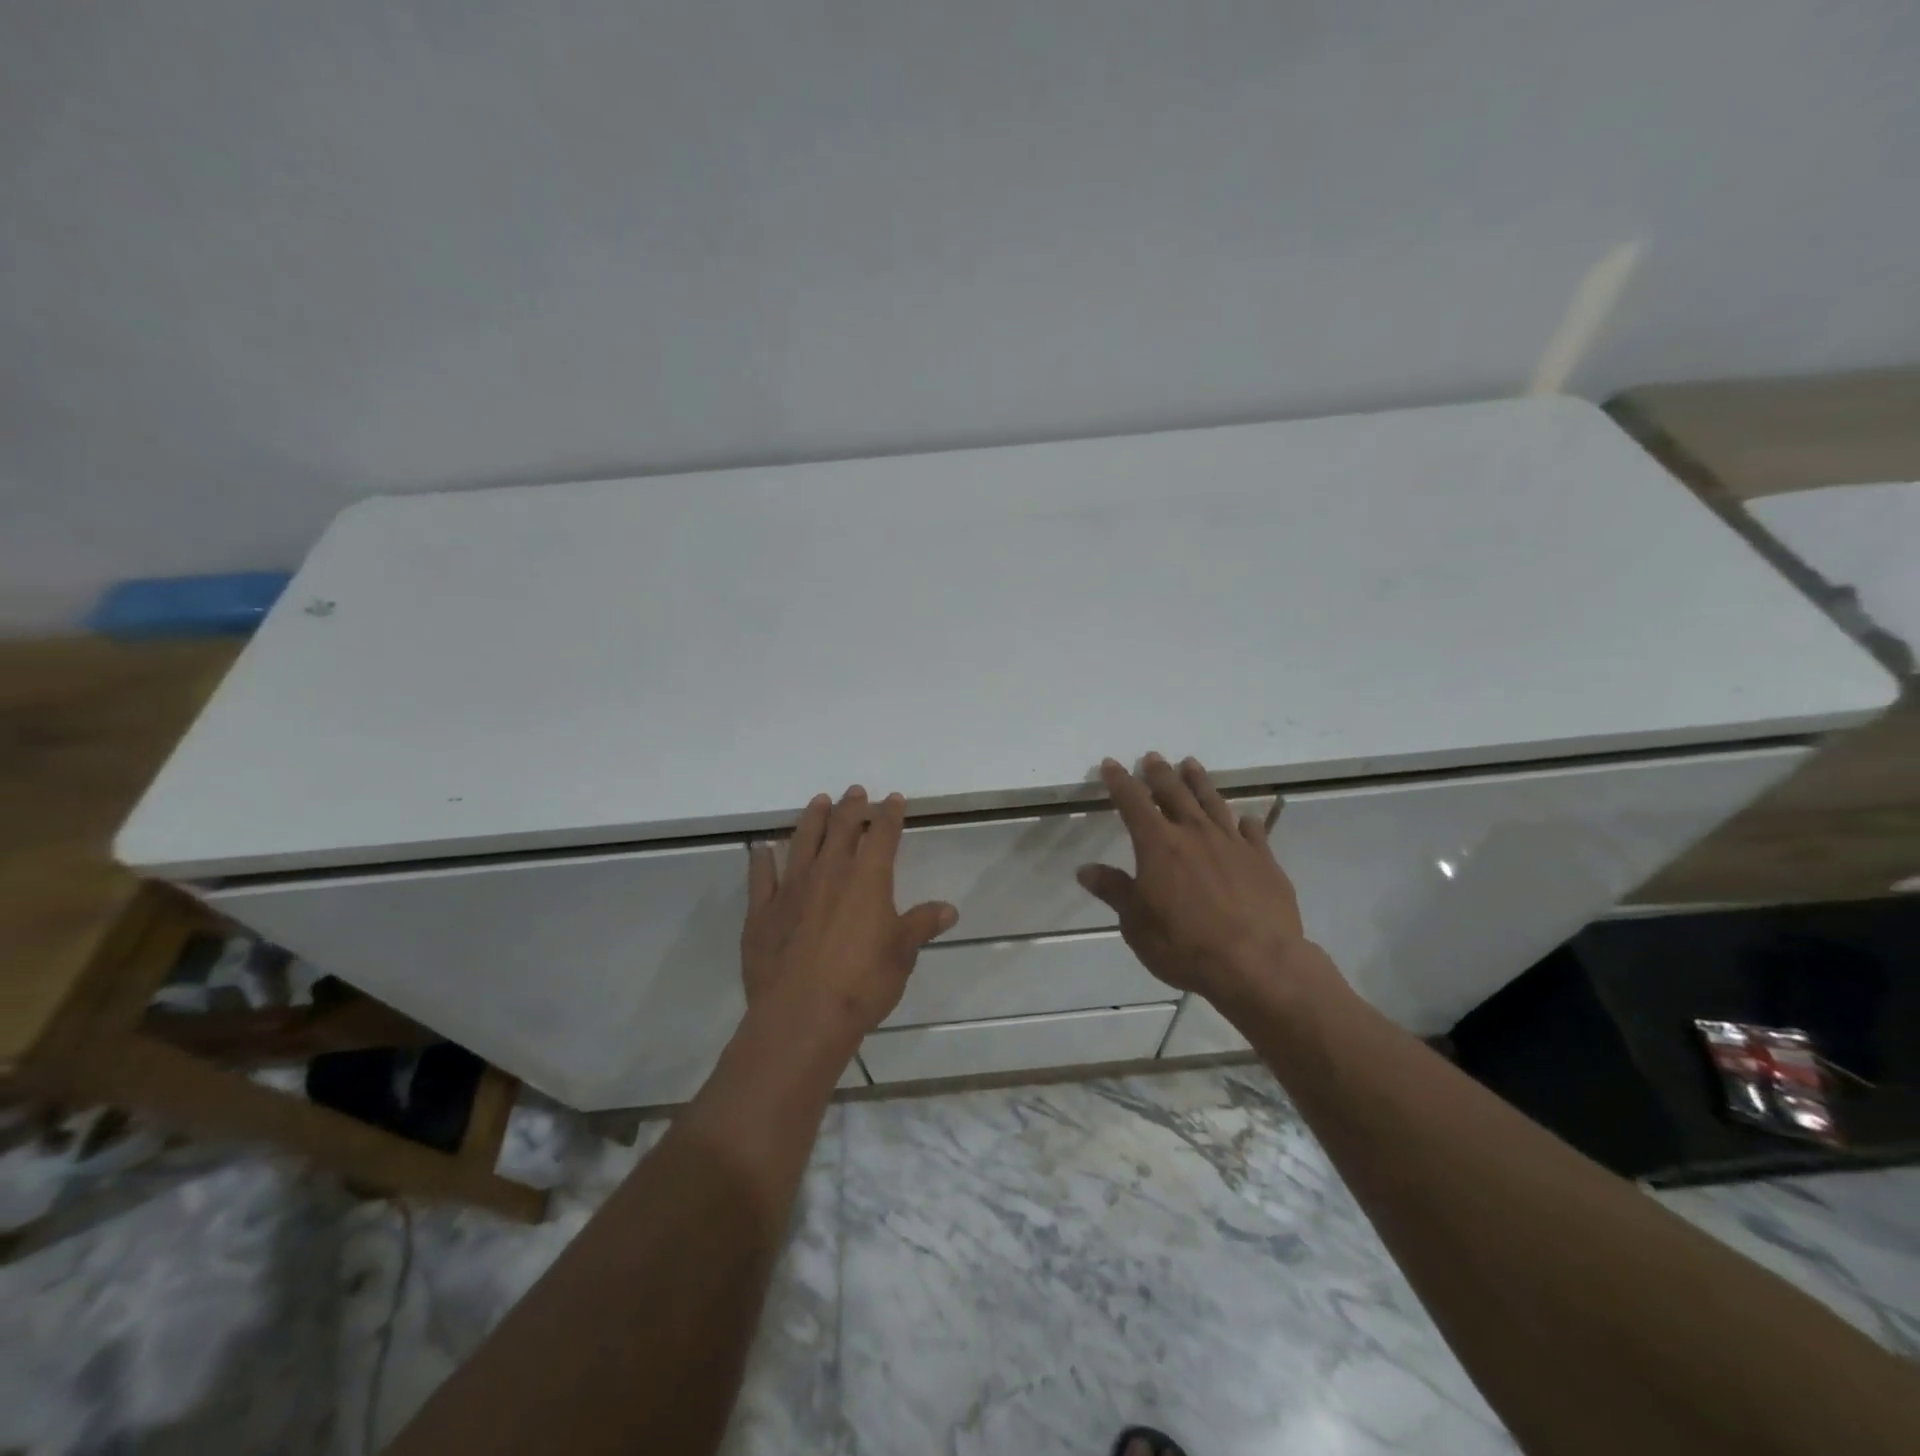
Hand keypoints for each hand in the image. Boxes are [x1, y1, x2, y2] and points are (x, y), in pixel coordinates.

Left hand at [742, 786, 957, 1043]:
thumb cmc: (862, 983)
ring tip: (819, 802)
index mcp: (868, 879)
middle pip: (841, 829)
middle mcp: (829, 873)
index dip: (889, 814)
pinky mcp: (762, 912)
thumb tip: (949, 909)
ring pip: (803, 842)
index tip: (893, 799)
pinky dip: (762, 860)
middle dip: (851, 807)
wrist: (802, 1016)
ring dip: (812, 819)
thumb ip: (922, 925)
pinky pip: (761, 877)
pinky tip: (762, 849)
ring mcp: (792, 889)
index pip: (882, 835)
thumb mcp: (902, 954)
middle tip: (855, 791)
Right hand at [1077, 754, 1344, 1012]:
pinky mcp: (1264, 861)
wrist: (1256, 963)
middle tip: (1153, 757)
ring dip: (1199, 782)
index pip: (1133, 802)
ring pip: (1213, 802)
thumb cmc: (1184, 945)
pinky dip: (1244, 822)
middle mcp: (1195, 834)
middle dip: (1160, 773)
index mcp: (1158, 845)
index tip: (1111, 764)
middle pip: (1174, 793)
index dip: (1120, 782)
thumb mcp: (1136, 924)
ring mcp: (1233, 844)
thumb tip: (1085, 870)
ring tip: (1190, 764)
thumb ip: (1114, 891)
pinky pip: (1252, 832)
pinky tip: (1244, 819)